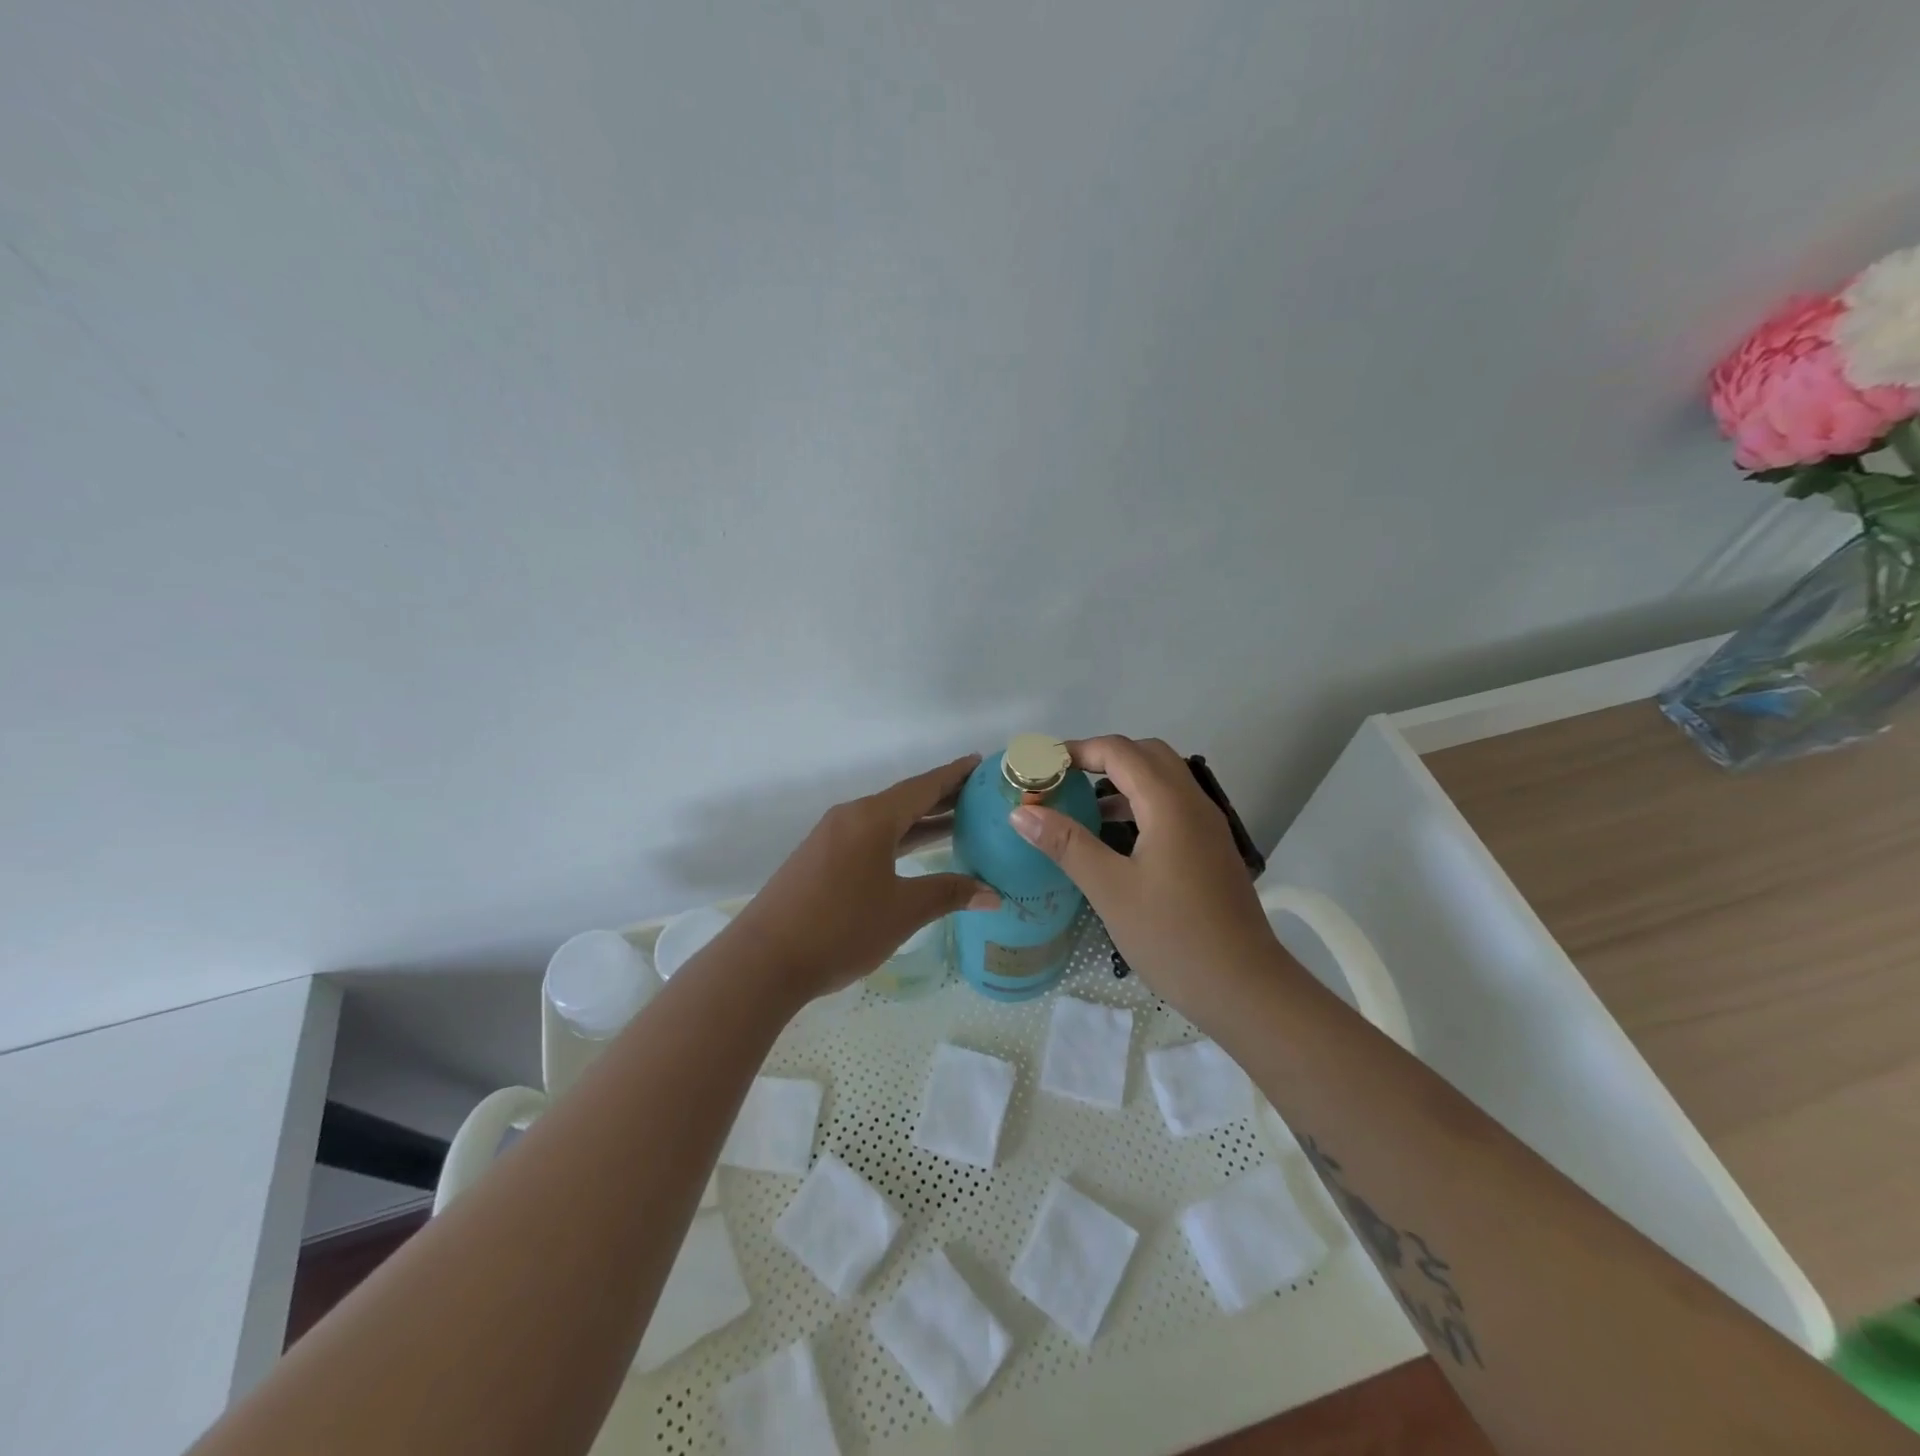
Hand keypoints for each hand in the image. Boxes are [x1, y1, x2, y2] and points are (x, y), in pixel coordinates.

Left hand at [725, 755, 999, 1007]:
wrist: (764, 961)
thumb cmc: (841, 928)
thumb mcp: (903, 911)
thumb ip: (949, 894)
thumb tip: (993, 894)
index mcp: (872, 819)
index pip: (923, 787)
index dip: (955, 775)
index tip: (982, 763)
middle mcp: (850, 818)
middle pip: (904, 800)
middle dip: (943, 798)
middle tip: (981, 797)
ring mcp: (831, 838)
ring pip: (886, 821)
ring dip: (920, 822)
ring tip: (960, 823)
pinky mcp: (819, 859)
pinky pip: (869, 837)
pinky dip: (898, 839)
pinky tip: (914, 853)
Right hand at [1009, 736, 1281, 1028]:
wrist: (1245, 988)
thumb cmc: (1173, 937)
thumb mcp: (1110, 890)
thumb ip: (1067, 844)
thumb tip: (1022, 811)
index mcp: (1170, 804)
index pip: (1120, 751)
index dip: (1078, 750)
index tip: (1041, 767)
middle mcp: (1193, 804)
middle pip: (1147, 755)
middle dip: (1102, 758)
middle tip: (1062, 780)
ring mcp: (1207, 827)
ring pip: (1162, 781)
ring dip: (1122, 782)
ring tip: (1080, 807)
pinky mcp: (1210, 851)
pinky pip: (1171, 808)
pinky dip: (1139, 806)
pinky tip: (1115, 839)